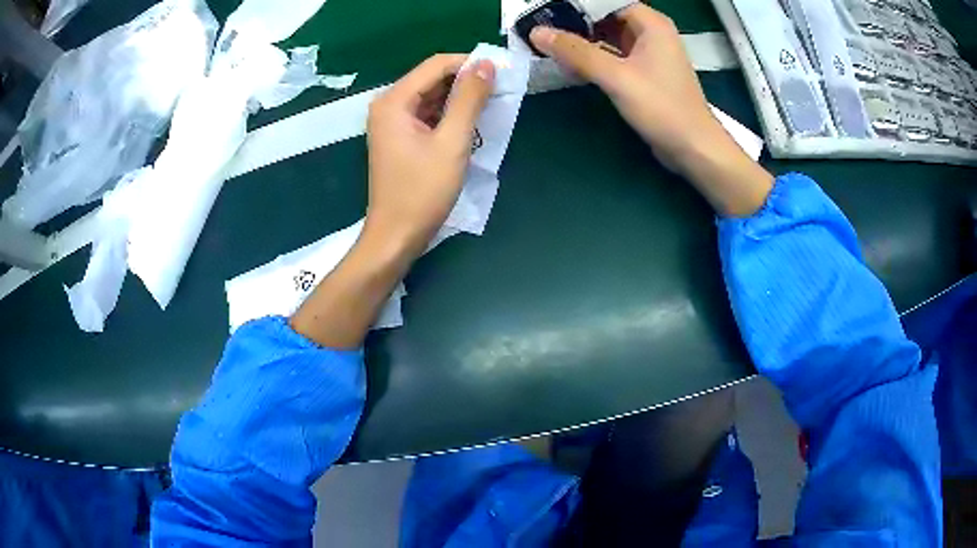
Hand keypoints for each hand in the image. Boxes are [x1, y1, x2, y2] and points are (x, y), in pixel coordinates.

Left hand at [291, 55, 494, 348]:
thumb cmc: (422, 192)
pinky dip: (448, 115)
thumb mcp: (452, 142)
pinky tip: (470, 124)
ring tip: (490, 108)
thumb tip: (486, 64)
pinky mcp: (398, 137)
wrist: (396, 236)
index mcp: (394, 101)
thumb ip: (469, 100)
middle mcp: (388, 105)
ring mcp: (391, 122)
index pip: (436, 65)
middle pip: (432, 78)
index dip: (469, 64)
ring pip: (431, 96)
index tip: (501, 72)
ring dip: (459, 99)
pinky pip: (427, 114)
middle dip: (465, 82)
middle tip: (500, 91)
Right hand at [530, 5, 772, 216]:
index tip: (547, 13)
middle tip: (543, 29)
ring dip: (583, 41)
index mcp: (651, 24)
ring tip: (551, 44)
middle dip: (576, 22)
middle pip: (606, 17)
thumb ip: (576, 52)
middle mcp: (651, 33)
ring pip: (609, 37)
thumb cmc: (662, 107)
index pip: (606, 2)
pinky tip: (572, 64)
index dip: (577, 6)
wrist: (693, 148)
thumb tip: (537, 33)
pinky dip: (595, 58)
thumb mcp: (616, 76)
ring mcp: (649, 54)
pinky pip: (614, 56)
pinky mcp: (645, 74)